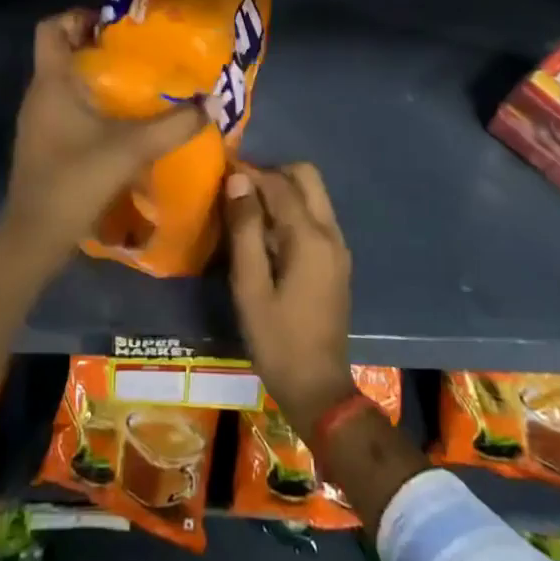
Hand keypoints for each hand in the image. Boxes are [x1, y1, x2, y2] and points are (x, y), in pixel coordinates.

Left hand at [0, 9, 204, 275]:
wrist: (36, 234)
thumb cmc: (76, 179)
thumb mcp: (132, 148)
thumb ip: (174, 124)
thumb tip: (213, 101)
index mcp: (52, 82)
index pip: (51, 27)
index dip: (79, 16)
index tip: (115, 23)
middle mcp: (39, 94)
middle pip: (61, 52)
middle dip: (97, 45)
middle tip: (137, 50)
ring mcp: (38, 120)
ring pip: (64, 81)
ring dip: (95, 76)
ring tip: (136, 81)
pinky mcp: (44, 142)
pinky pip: (66, 107)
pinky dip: (90, 103)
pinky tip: (120, 120)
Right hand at [225, 163, 355, 442]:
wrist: (318, 388)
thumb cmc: (276, 339)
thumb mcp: (249, 285)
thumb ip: (244, 229)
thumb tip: (237, 180)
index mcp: (309, 237)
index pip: (279, 184)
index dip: (249, 173)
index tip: (221, 172)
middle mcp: (330, 233)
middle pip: (306, 177)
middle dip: (272, 174)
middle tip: (239, 191)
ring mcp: (338, 246)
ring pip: (313, 195)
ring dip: (282, 191)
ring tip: (247, 210)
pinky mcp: (336, 260)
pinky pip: (315, 216)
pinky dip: (292, 210)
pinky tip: (266, 234)